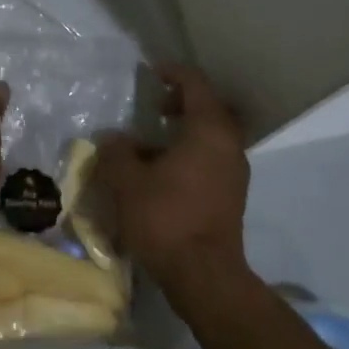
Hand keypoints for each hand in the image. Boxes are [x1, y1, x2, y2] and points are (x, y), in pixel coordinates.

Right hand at [95, 63, 250, 303]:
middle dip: (180, 103)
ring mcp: (235, 172)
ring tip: (149, 145)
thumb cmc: (166, 218)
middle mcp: (229, 145)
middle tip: (153, 108)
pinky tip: (161, 174)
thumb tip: (113, 140)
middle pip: (208, 109)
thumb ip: (116, 153)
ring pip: (210, 137)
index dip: (172, 73)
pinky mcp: (231, 196)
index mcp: (209, 130)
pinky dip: (189, 154)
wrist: (204, 276)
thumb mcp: (127, 182)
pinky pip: (211, 160)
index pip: (195, 84)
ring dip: (183, 133)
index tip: (151, 72)